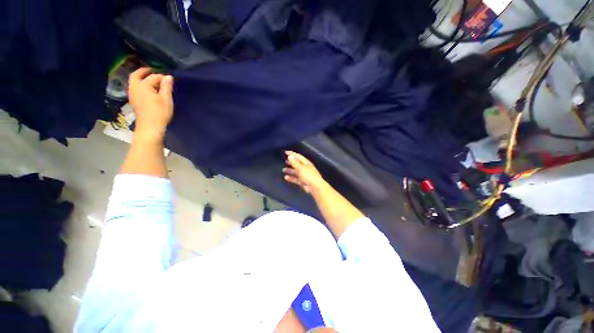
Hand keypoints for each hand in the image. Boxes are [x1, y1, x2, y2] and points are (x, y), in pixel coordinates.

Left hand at [128, 68, 173, 139]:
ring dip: (141, 78)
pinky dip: (140, 85)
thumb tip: (169, 77)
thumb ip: (167, 87)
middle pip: (136, 75)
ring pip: (134, 81)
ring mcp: (132, 94)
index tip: (170, 79)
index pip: (153, 77)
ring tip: (151, 80)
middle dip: (144, 71)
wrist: (150, 127)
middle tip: (152, 71)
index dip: (162, 77)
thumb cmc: (160, 112)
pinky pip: (135, 88)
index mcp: (143, 85)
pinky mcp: (134, 101)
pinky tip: (148, 89)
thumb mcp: (166, 99)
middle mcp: (135, 87)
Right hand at [283, 151, 326, 193]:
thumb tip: (290, 156)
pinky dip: (291, 178)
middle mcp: (305, 168)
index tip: (286, 152)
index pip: (298, 156)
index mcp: (306, 163)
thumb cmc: (309, 176)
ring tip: (284, 170)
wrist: (315, 187)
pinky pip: (296, 179)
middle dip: (291, 162)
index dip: (292, 154)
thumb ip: (295, 163)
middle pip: (297, 164)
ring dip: (290, 170)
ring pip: (296, 172)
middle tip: (285, 161)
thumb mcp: (301, 168)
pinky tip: (286, 177)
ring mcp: (304, 175)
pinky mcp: (303, 182)